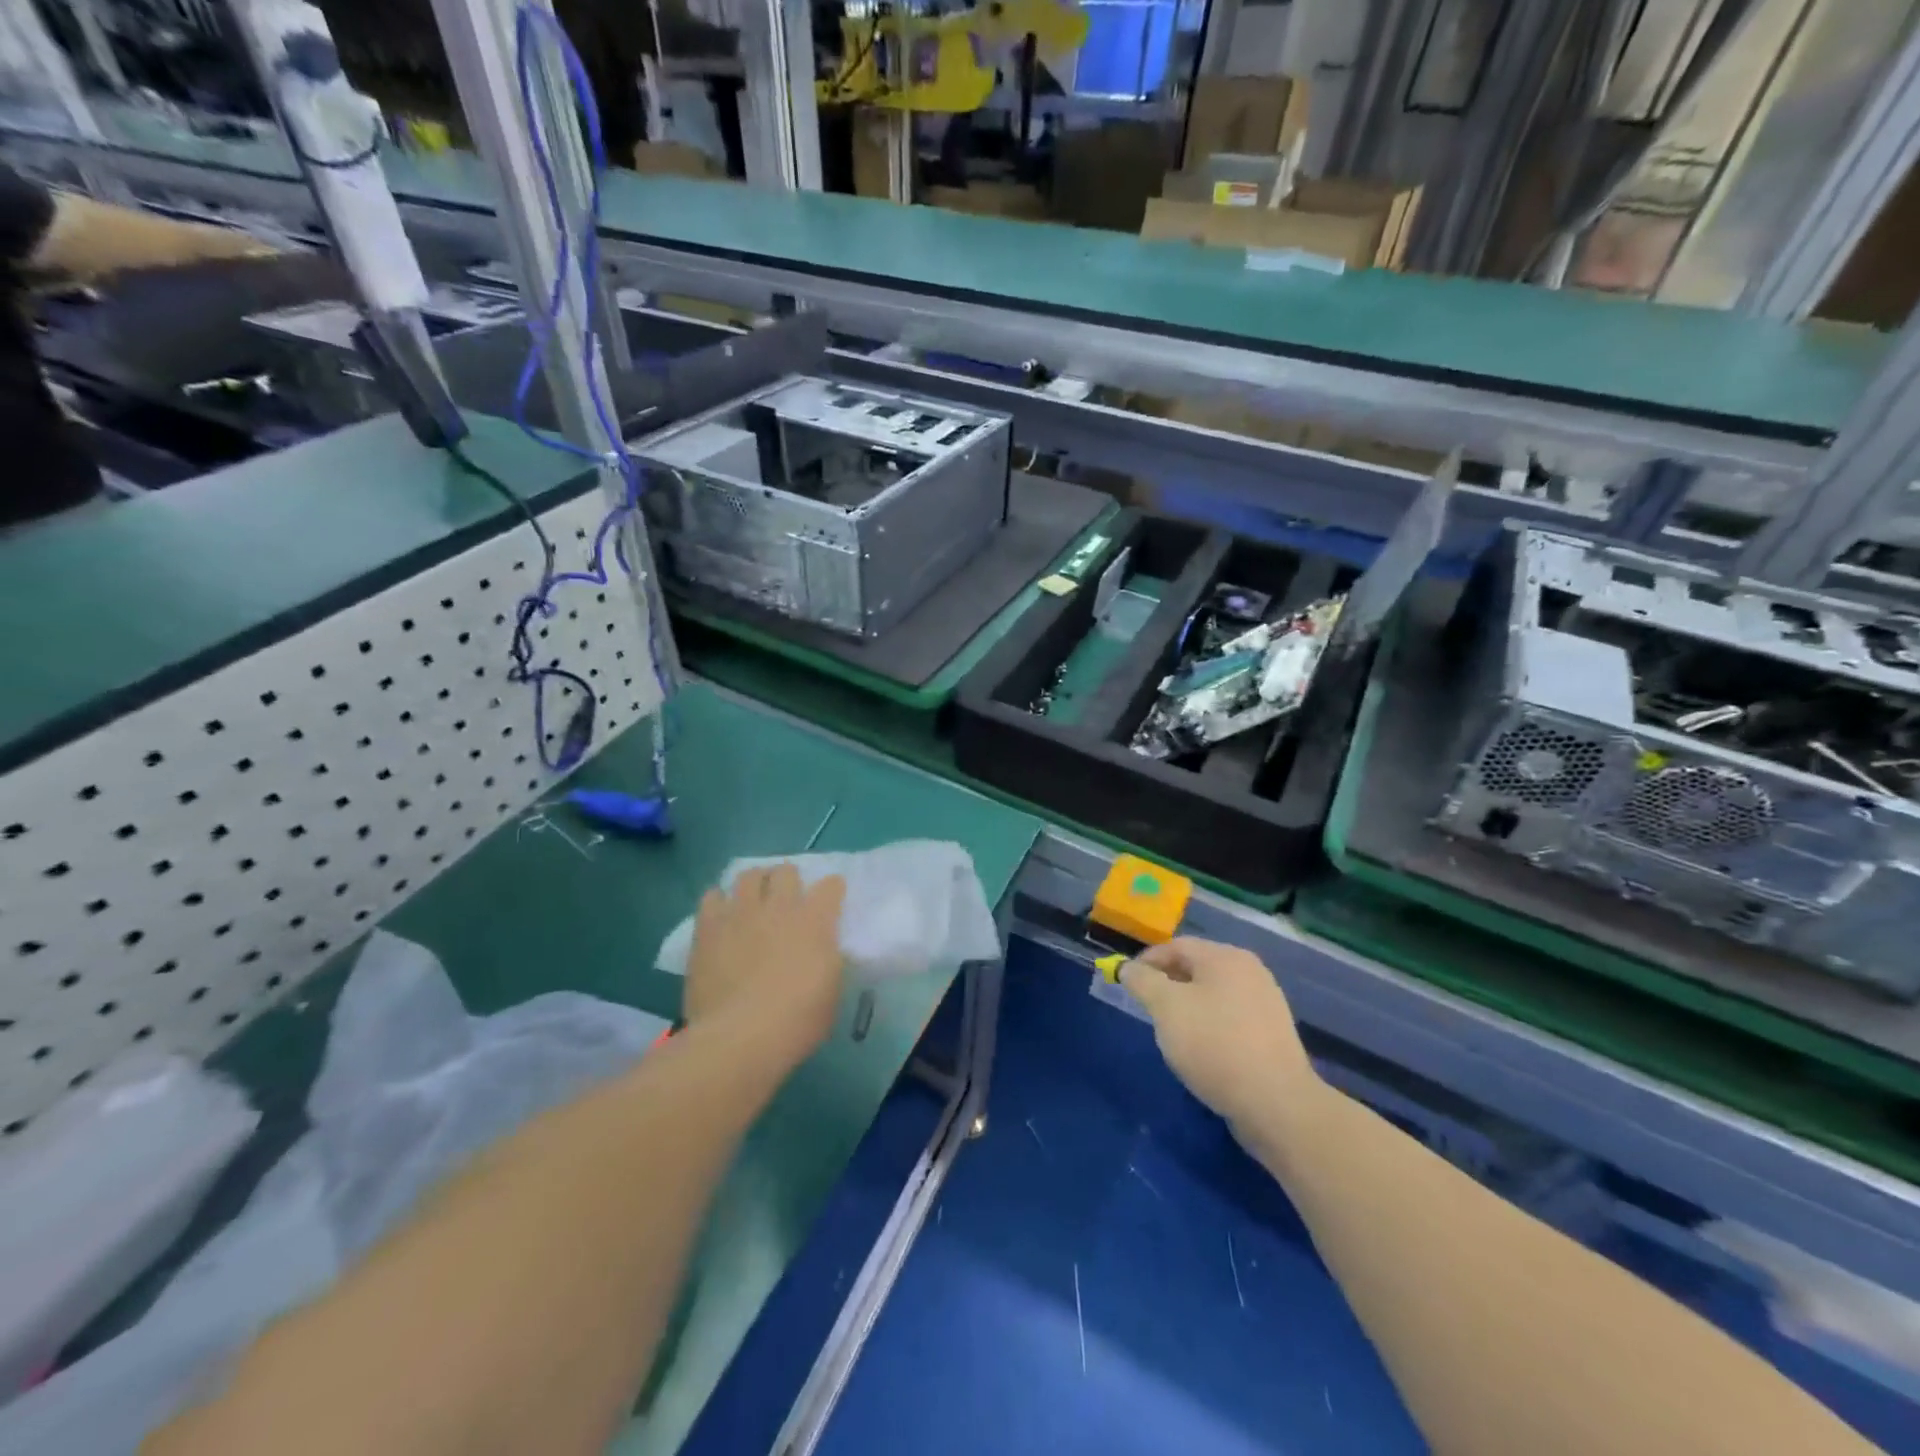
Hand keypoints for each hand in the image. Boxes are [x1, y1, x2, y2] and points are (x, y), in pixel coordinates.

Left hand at [684, 865, 846, 1071]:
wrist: (740, 1038)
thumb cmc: (796, 1021)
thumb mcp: (832, 990)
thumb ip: (828, 959)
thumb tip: (823, 949)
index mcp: (816, 921)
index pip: (831, 886)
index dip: (832, 890)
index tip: (831, 901)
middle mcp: (780, 907)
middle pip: (786, 871)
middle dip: (788, 881)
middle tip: (786, 900)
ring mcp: (741, 913)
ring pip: (748, 875)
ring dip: (755, 885)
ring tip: (752, 902)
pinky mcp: (708, 927)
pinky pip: (712, 897)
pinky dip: (719, 902)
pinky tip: (721, 917)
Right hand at [1121, 938, 1317, 1131]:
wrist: (1276, 1103)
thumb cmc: (1214, 1045)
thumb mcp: (1166, 1008)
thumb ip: (1143, 981)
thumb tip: (1128, 968)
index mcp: (1226, 957)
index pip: (1176, 946)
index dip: (1147, 961)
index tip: (1127, 983)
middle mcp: (1250, 971)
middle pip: (1197, 967)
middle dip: (1167, 984)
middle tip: (1147, 1008)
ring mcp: (1266, 1002)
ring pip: (1213, 994)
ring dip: (1187, 1006)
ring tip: (1171, 1032)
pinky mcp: (1272, 1034)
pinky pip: (1230, 1018)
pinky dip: (1210, 1026)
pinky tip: (1202, 1050)